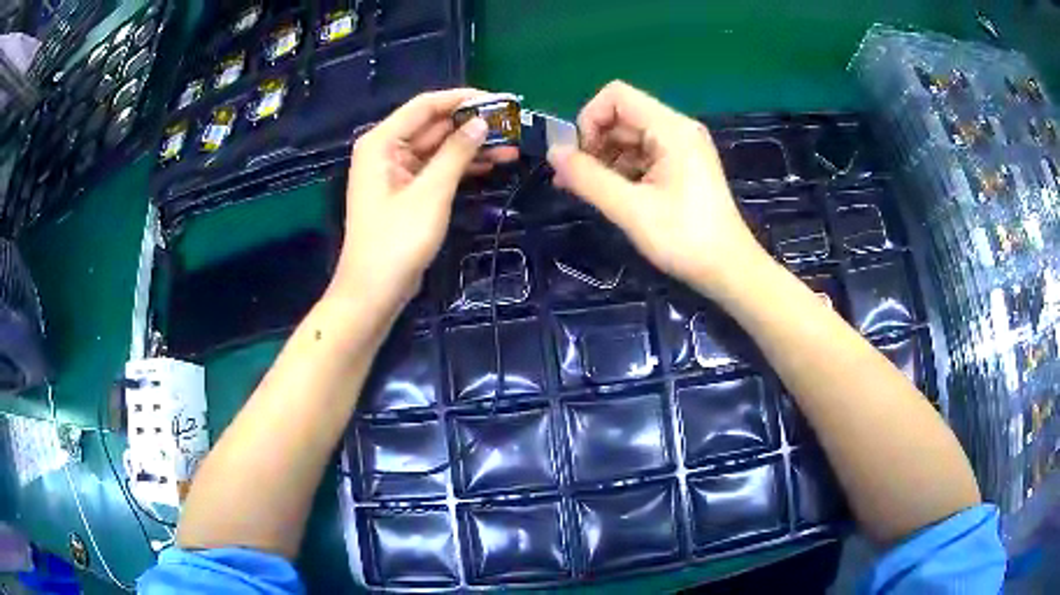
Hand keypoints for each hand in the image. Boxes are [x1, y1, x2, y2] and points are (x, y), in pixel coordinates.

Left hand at [332, 89, 517, 312]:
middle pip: (433, 125)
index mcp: (381, 142)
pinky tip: (492, 165)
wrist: (374, 291)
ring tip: (512, 146)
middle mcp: (386, 149)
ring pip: (439, 147)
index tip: (499, 100)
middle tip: (512, 124)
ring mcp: (396, 171)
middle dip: (471, 124)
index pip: (425, 106)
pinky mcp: (407, 191)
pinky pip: (437, 168)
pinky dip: (461, 166)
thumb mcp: (430, 193)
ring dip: (471, 146)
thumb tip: (481, 122)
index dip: (462, 99)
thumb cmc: (396, 241)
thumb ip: (456, 153)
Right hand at [548, 81, 766, 297]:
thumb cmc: (685, 239)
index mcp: (671, 128)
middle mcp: (677, 129)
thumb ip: (588, 178)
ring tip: (587, 191)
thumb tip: (552, 152)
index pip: (616, 96)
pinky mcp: (682, 167)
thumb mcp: (631, 209)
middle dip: (594, 142)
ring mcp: (681, 148)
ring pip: (630, 137)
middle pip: (622, 116)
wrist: (730, 270)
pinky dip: (622, 169)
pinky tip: (610, 195)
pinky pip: (643, 155)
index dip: (589, 119)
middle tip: (576, 179)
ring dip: (605, 158)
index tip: (579, 157)